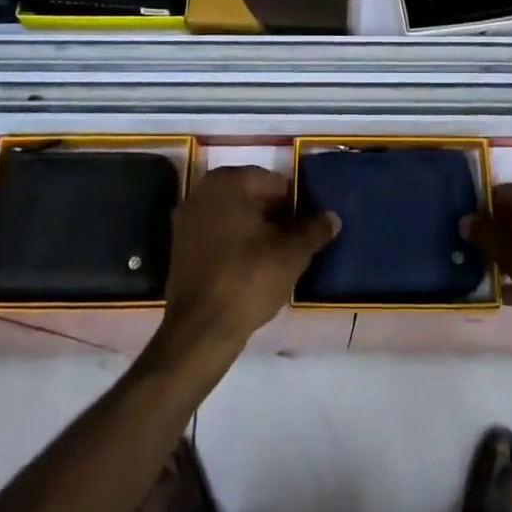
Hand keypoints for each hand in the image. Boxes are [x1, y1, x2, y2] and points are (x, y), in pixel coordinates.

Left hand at [156, 166, 338, 366]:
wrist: (201, 329)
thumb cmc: (248, 278)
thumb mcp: (292, 254)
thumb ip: (314, 230)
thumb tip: (332, 217)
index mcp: (229, 181)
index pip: (274, 182)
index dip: (294, 204)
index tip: (306, 227)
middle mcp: (203, 191)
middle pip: (250, 196)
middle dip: (273, 215)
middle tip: (293, 242)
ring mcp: (186, 219)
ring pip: (232, 216)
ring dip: (253, 229)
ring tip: (275, 256)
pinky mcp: (179, 246)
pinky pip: (216, 234)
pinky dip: (233, 244)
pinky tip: (250, 267)